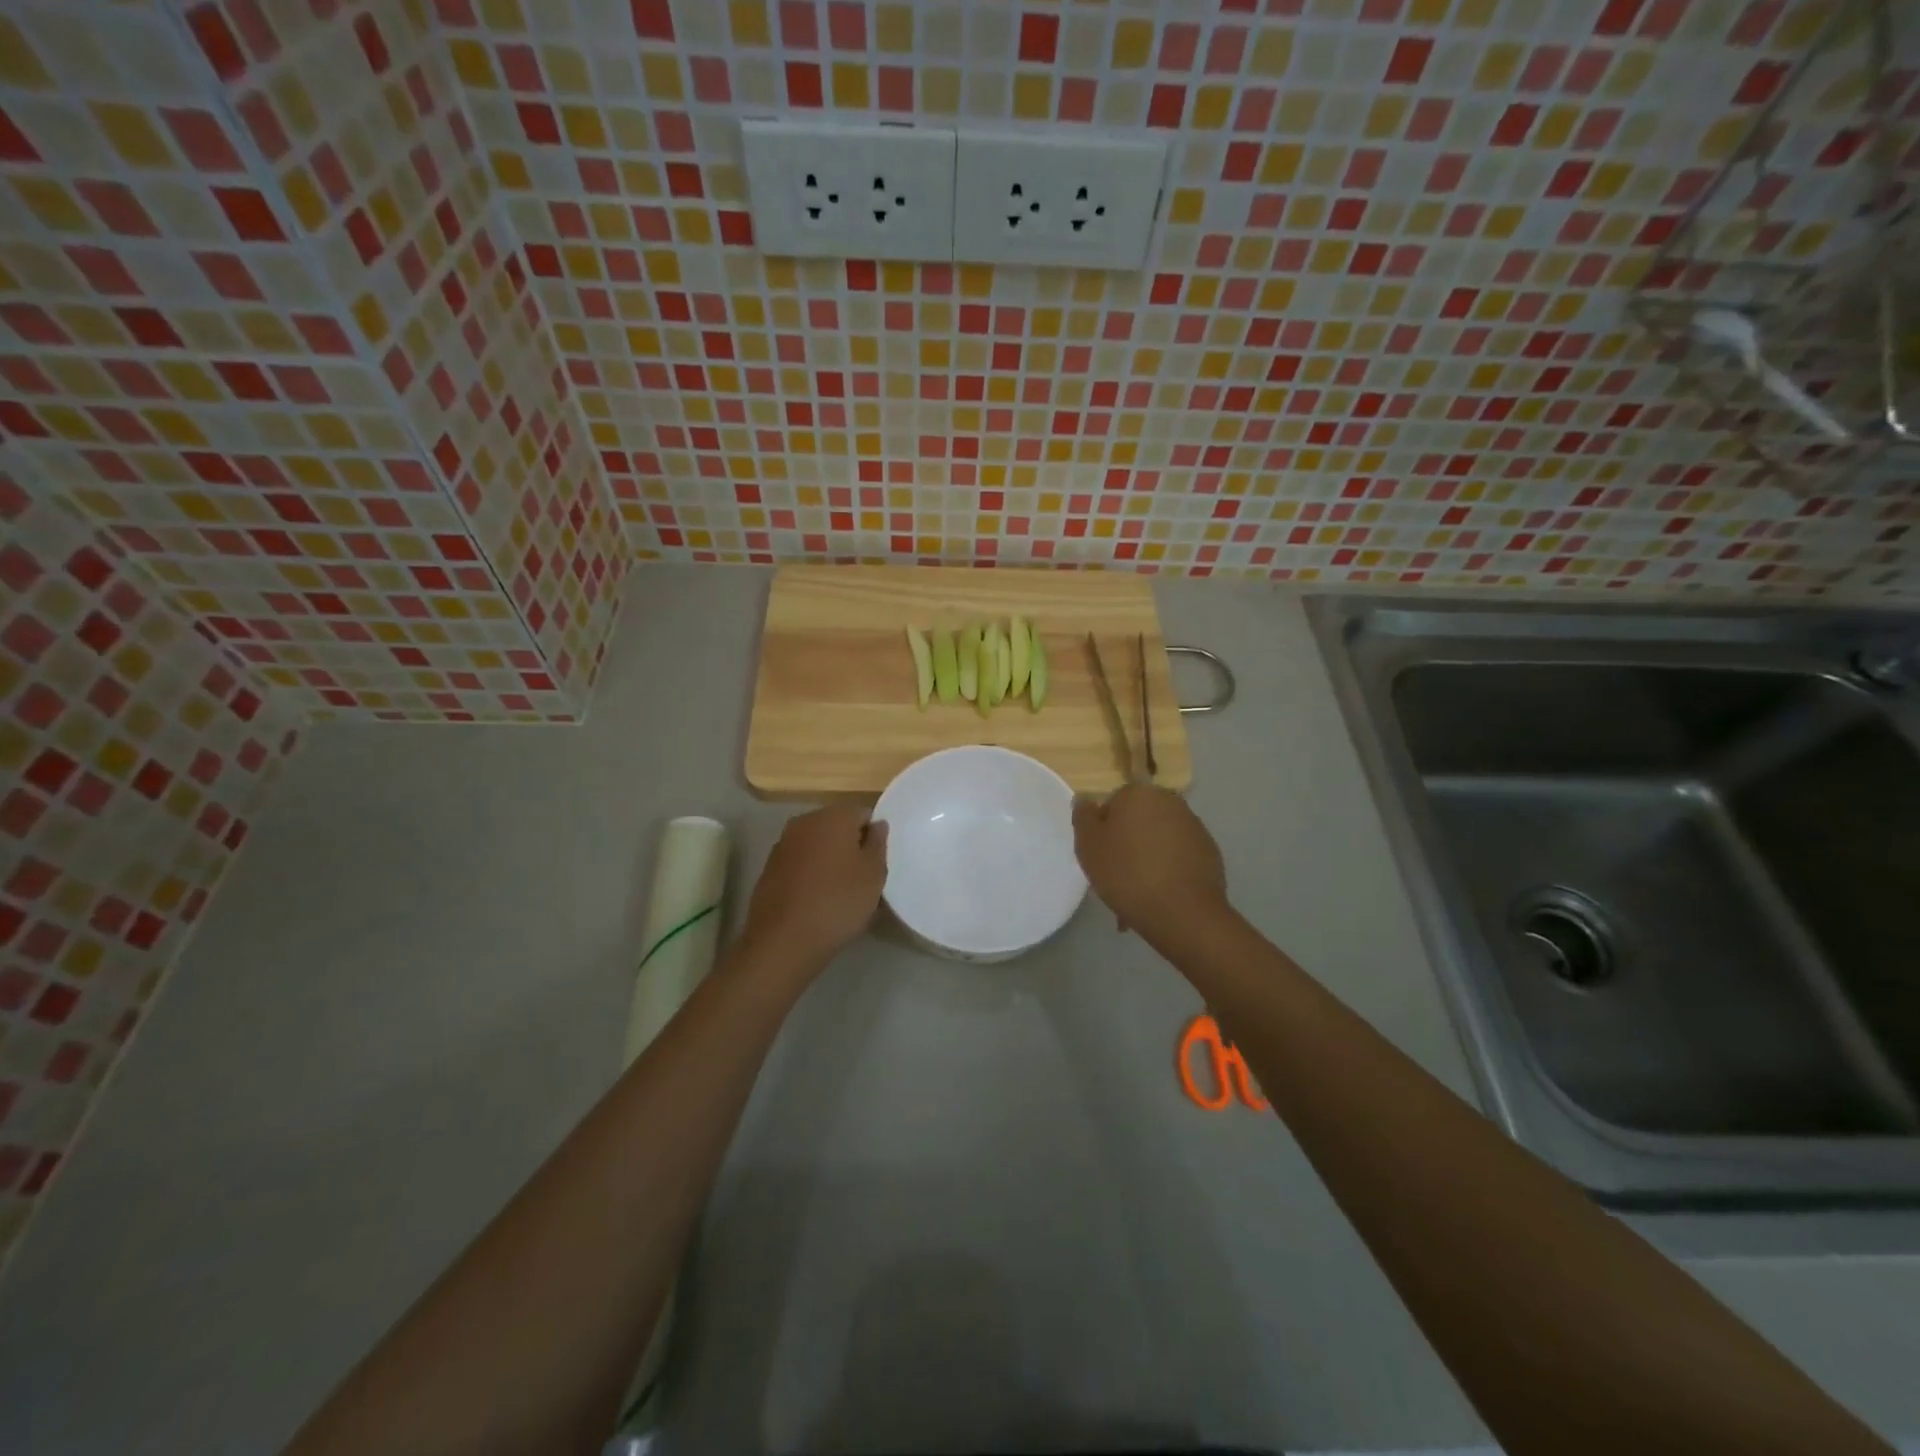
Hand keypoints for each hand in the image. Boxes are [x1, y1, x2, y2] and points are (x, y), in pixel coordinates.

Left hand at [741, 803, 888, 967]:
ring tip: (840, 891)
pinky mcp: (768, 868)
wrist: (783, 940)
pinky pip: (799, 863)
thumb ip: (878, 844)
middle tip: (862, 877)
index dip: (873, 836)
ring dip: (829, 859)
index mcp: (833, 816)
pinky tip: (816, 899)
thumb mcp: (874, 875)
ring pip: (816, 845)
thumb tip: (876, 825)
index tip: (877, 862)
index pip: (862, 813)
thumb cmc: (838, 902)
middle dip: (850, 845)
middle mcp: (805, 821)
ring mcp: (783, 844)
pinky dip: (810, 874)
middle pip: (836, 826)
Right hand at [1073, 785, 1228, 940]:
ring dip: (1147, 858)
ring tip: (1138, 893)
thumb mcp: (1088, 846)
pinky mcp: (1209, 851)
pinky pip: (1178, 856)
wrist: (1183, 913)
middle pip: (1138, 820)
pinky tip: (1160, 896)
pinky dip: (1168, 870)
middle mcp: (1169, 801)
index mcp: (1139, 793)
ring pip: (1158, 839)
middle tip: (1116, 876)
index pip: (1113, 803)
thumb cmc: (1127, 874)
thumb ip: (1083, 817)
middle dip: (1127, 843)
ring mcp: (1194, 826)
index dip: (1103, 830)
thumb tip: (1086, 799)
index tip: (1101, 857)